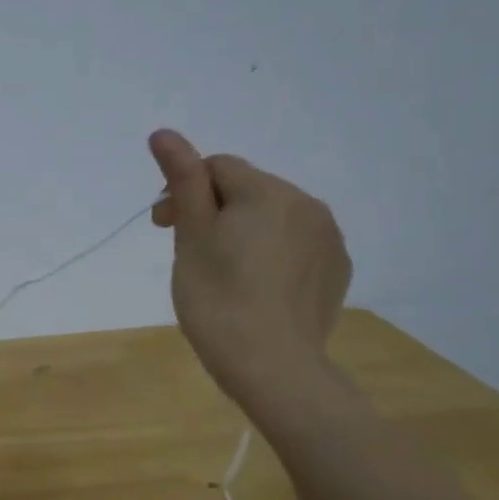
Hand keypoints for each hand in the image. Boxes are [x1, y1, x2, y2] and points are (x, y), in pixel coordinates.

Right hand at [149, 129, 350, 419]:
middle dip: (214, 211)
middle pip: (247, 190)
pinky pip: (296, 245)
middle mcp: (307, 204)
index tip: (162, 227)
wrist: (272, 367)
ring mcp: (328, 238)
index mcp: (268, 191)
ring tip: (223, 273)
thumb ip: (182, 180)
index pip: (217, 167)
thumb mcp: (191, 236)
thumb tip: (164, 132)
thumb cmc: (218, 299)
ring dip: (244, 231)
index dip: (183, 191)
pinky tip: (257, 288)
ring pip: (273, 218)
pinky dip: (272, 254)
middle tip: (189, 253)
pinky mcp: (337, 270)